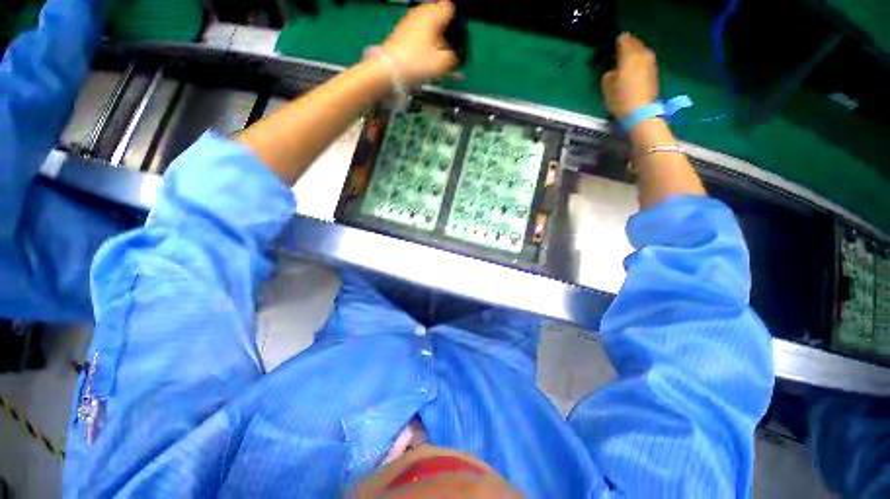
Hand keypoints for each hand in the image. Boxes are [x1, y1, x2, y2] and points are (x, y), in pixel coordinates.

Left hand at [379, 0, 458, 87]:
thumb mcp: (442, 63)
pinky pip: (418, 35)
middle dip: (446, 34)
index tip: (458, 42)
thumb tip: (456, 57)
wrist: (388, 69)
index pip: (451, 9)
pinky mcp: (400, 33)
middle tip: (448, 53)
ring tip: (437, 59)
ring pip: (428, 27)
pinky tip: (424, 59)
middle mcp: (421, 12)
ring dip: (435, 41)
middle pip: (439, 18)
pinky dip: (424, 44)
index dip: (457, 25)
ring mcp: (409, 21)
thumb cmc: (418, 63)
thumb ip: (454, 58)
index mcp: (433, 14)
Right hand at [602, 33, 658, 116]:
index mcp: (629, 54)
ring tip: (626, 63)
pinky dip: (639, 64)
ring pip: (641, 52)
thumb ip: (609, 74)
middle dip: (628, 47)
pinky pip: (645, 62)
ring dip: (634, 56)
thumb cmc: (620, 98)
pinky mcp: (655, 72)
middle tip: (619, 54)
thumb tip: (613, 71)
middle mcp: (643, 53)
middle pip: (635, 44)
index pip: (624, 39)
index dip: (618, 42)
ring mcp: (651, 62)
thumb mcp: (607, 87)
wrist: (641, 111)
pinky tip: (633, 72)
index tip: (612, 47)